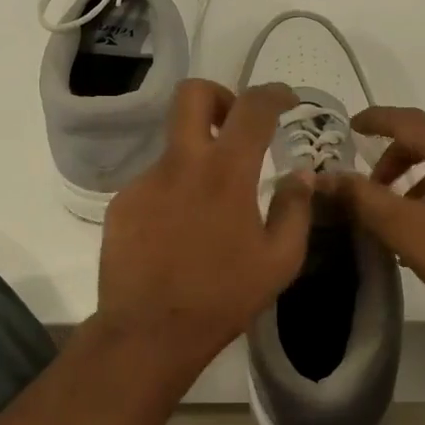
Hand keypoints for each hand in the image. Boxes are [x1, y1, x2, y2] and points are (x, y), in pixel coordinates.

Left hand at [94, 81, 312, 390]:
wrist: (149, 331)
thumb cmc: (223, 297)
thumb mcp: (280, 261)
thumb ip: (295, 209)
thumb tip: (302, 174)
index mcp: (226, 172)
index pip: (253, 107)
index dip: (274, 93)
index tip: (285, 101)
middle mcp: (180, 163)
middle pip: (192, 94)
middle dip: (219, 97)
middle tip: (235, 128)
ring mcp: (145, 181)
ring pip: (173, 146)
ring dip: (197, 161)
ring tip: (209, 213)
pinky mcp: (122, 203)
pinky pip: (155, 182)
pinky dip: (174, 194)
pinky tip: (179, 234)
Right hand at [319, 107, 424, 369]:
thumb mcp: (403, 228)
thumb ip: (362, 197)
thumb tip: (328, 177)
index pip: (409, 120)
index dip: (376, 120)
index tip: (350, 125)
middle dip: (393, 154)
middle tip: (367, 183)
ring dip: (414, 174)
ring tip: (392, 209)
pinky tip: (422, 223)